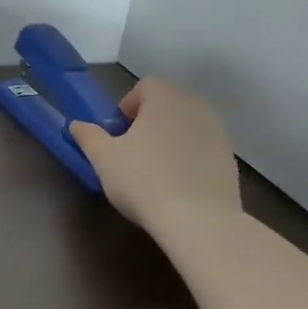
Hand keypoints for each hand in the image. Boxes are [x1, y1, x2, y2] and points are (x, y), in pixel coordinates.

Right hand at [69, 77, 241, 240]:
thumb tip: (77, 124)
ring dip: (171, 139)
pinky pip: (203, 149)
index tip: (119, 133)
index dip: (128, 107)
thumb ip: (89, 136)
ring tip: (156, 171)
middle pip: (167, 104)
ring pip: (187, 126)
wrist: (200, 221)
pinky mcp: (230, 159)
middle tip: (133, 151)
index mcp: (164, 97)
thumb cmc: (144, 180)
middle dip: (149, 122)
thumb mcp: (104, 159)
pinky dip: (190, 158)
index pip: (144, 87)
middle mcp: (194, 105)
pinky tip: (179, 186)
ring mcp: (218, 132)